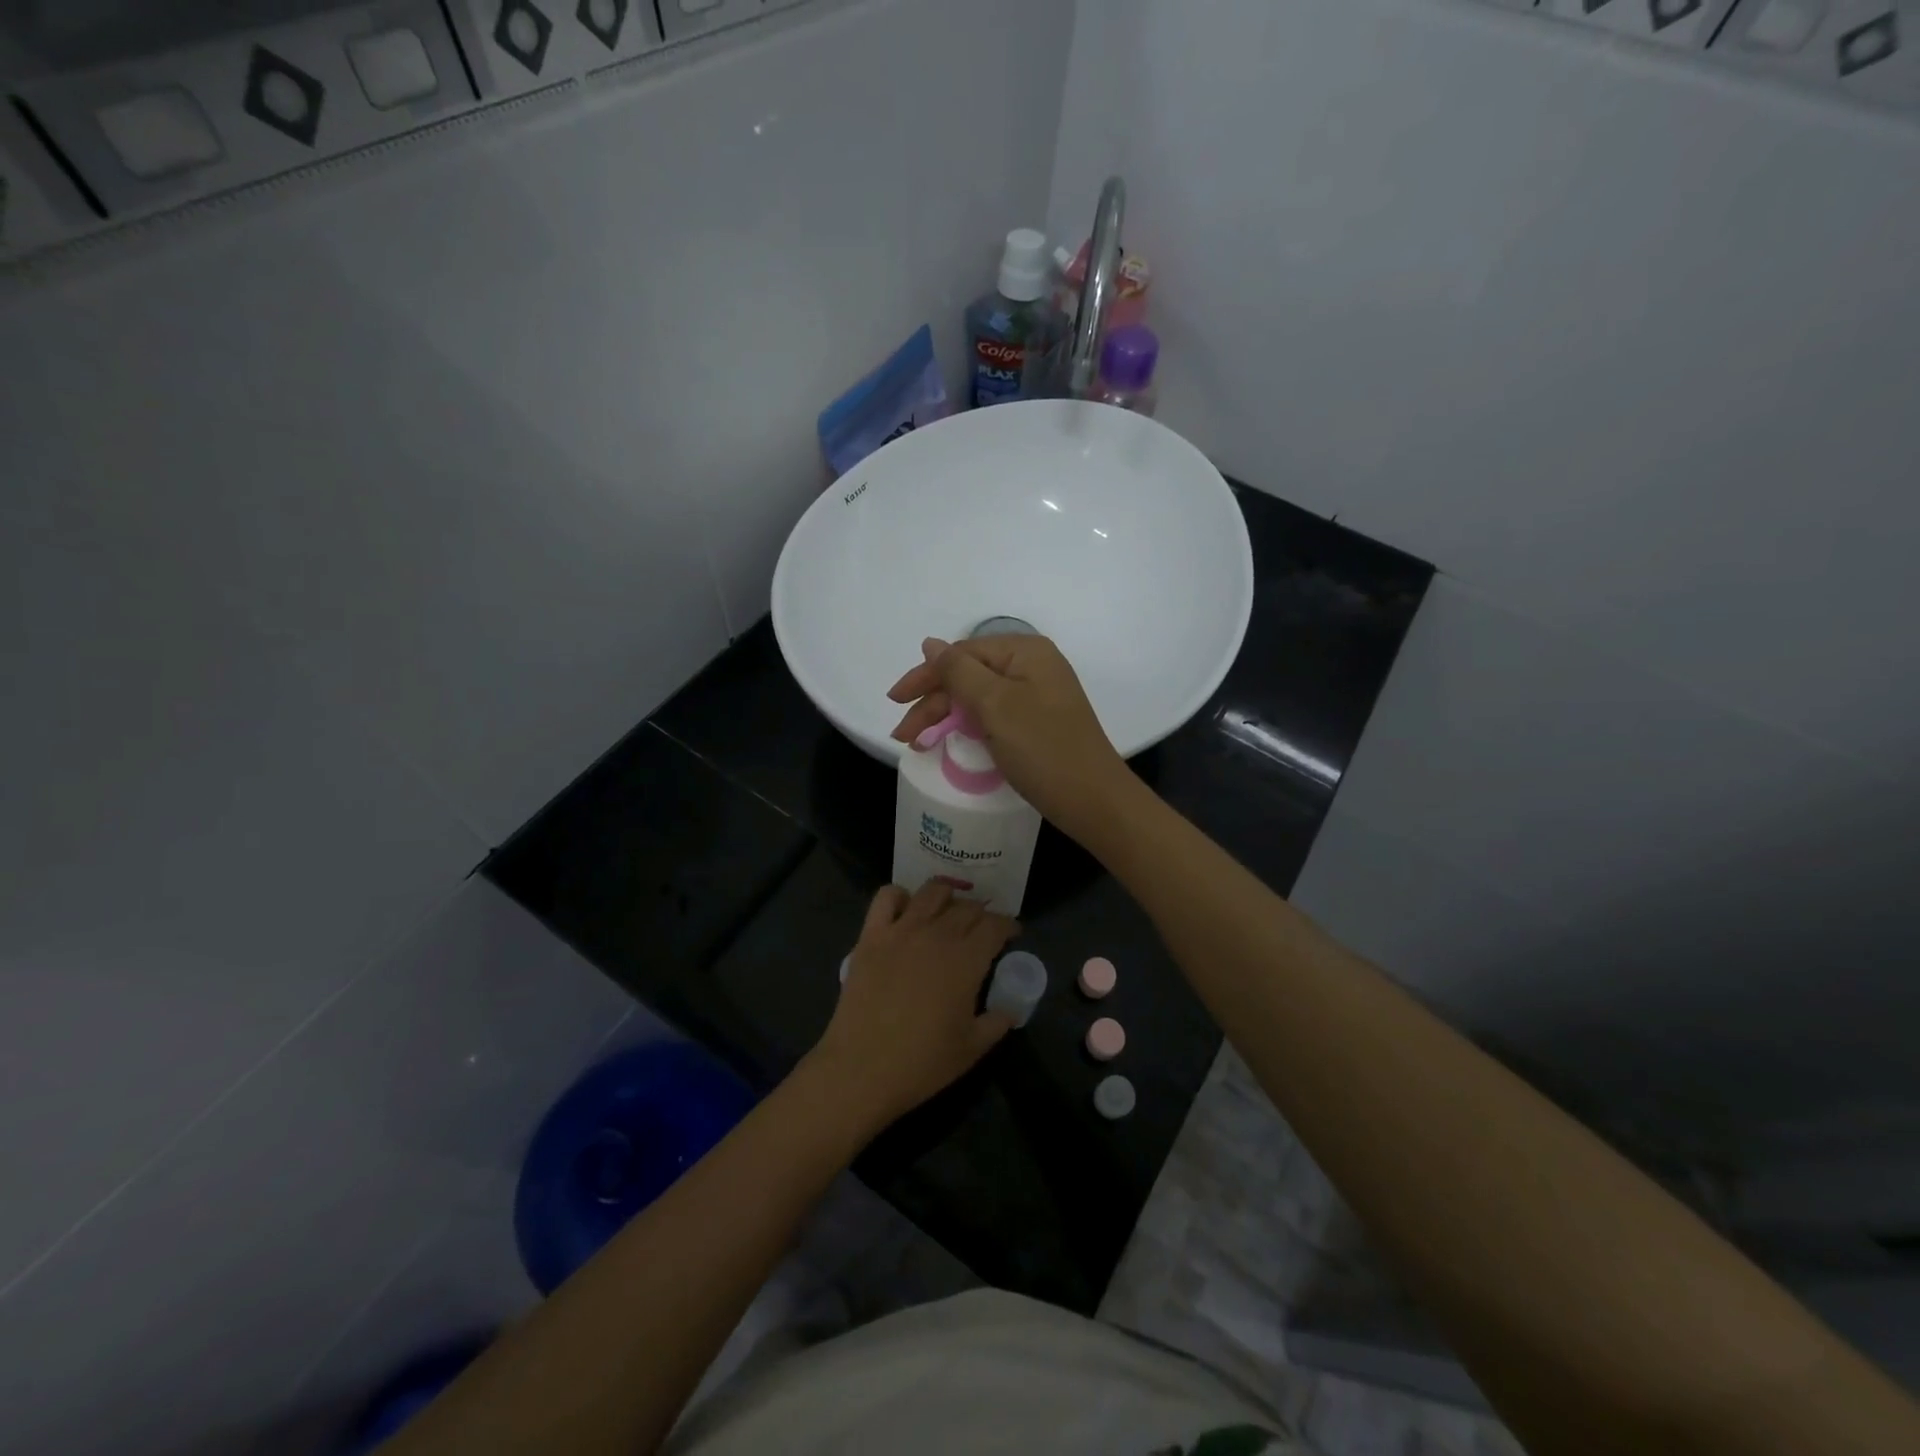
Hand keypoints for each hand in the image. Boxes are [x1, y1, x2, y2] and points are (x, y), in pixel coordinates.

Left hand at [808, 882, 1018, 1130]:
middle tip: (982, 930)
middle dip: (981, 914)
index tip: (1012, 935)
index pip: (995, 925)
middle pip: (967, 907)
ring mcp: (901, 930)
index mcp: (967, 959)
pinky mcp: (871, 935)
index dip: (1008, 925)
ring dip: (947, 897)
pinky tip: (906, 911)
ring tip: (949, 912)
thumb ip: (998, 1021)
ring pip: (931, 892)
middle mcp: (936, 934)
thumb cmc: (922, 1063)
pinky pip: (886, 897)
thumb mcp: (973, 1048)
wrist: (862, 1069)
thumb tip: (1010, 1008)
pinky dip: (900, 896)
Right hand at [888, 635, 1131, 840]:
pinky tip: (949, 741)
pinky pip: (993, 715)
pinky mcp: (1037, 722)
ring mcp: (1036, 695)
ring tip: (916, 744)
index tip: (894, 702)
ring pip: (977, 697)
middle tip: (903, 736)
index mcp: (1025, 651)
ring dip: (945, 716)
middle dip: (932, 703)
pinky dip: (968, 727)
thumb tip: (930, 643)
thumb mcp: (995, 705)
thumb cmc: (1043, 748)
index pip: (961, 654)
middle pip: (968, 675)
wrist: (1093, 800)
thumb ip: (958, 671)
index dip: (925, 676)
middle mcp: (1032, 666)